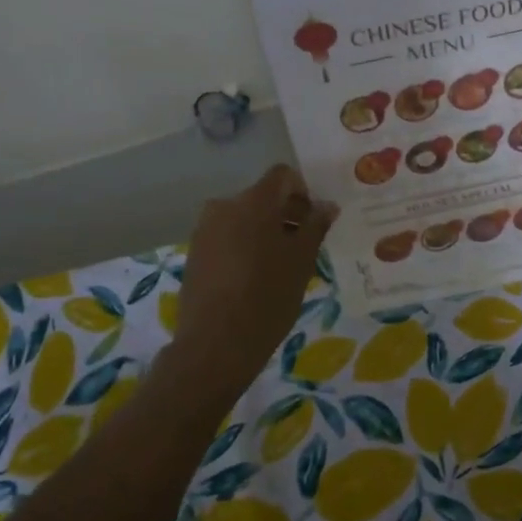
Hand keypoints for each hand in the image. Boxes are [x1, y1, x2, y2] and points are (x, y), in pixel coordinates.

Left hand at [171, 165, 337, 396]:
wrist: (216, 344)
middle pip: (262, 197)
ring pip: (244, 218)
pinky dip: (245, 246)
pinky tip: (256, 278)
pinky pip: (227, 237)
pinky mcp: (194, 253)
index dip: (303, 192)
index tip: (315, 221)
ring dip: (265, 232)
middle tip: (305, 246)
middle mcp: (224, 206)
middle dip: (286, 214)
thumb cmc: (268, 297)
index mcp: (253, 201)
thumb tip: (327, 205)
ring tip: (281, 266)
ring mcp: (205, 230)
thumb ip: (315, 226)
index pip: (282, 176)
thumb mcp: (302, 261)